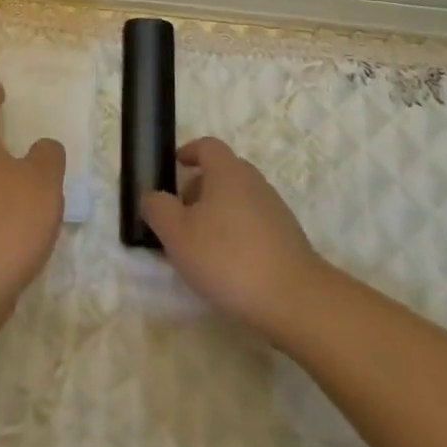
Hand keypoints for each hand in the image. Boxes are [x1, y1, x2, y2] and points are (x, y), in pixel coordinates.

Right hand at [139, 138, 326, 345]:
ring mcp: (275, 209)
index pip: (207, 146)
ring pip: (238, 199)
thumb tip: (151, 196)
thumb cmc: (228, 258)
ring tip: (200, 247)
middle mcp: (254, 182)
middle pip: (223, 173)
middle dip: (198, 189)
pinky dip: (236, 232)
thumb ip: (158, 209)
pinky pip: (253, 222)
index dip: (189, 152)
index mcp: (227, 172)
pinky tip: (228, 265)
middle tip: (180, 216)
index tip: (175, 166)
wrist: (295, 299)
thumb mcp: (178, 234)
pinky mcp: (287, 237)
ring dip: (217, 213)